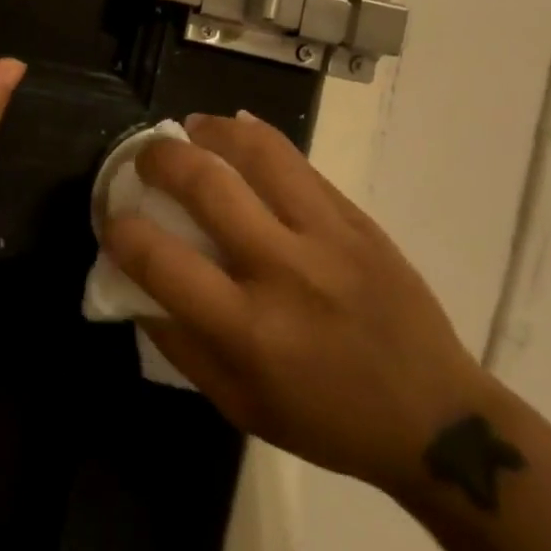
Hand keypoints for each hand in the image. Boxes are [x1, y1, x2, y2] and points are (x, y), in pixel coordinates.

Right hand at [102, 113, 489, 499]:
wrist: (437, 419)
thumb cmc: (327, 421)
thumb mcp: (239, 405)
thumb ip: (180, 343)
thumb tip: (136, 286)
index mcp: (250, 329)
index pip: (162, 261)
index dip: (122, 230)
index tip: (113, 220)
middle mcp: (285, 271)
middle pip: (207, 185)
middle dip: (159, 160)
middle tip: (144, 158)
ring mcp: (329, 237)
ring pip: (259, 153)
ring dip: (212, 131)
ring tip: (191, 129)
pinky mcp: (358, 220)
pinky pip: (299, 162)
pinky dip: (257, 138)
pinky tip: (236, 133)